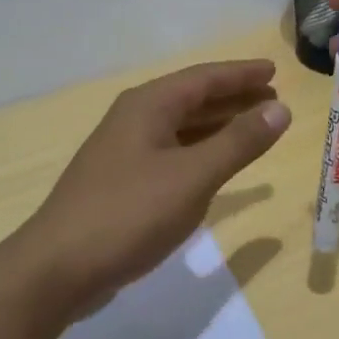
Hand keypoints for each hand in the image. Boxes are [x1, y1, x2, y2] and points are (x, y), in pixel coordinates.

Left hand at [23, 60, 289, 313]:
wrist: (58, 268)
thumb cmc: (129, 213)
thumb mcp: (192, 176)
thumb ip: (238, 142)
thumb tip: (280, 109)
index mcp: (148, 106)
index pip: (204, 78)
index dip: (241, 74)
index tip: (275, 70)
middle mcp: (134, 120)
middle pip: (191, 99)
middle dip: (232, 97)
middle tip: (272, 99)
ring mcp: (124, 152)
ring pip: (180, 127)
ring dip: (217, 124)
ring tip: (253, 126)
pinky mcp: (121, 183)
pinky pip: (171, 152)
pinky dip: (199, 151)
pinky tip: (214, 164)